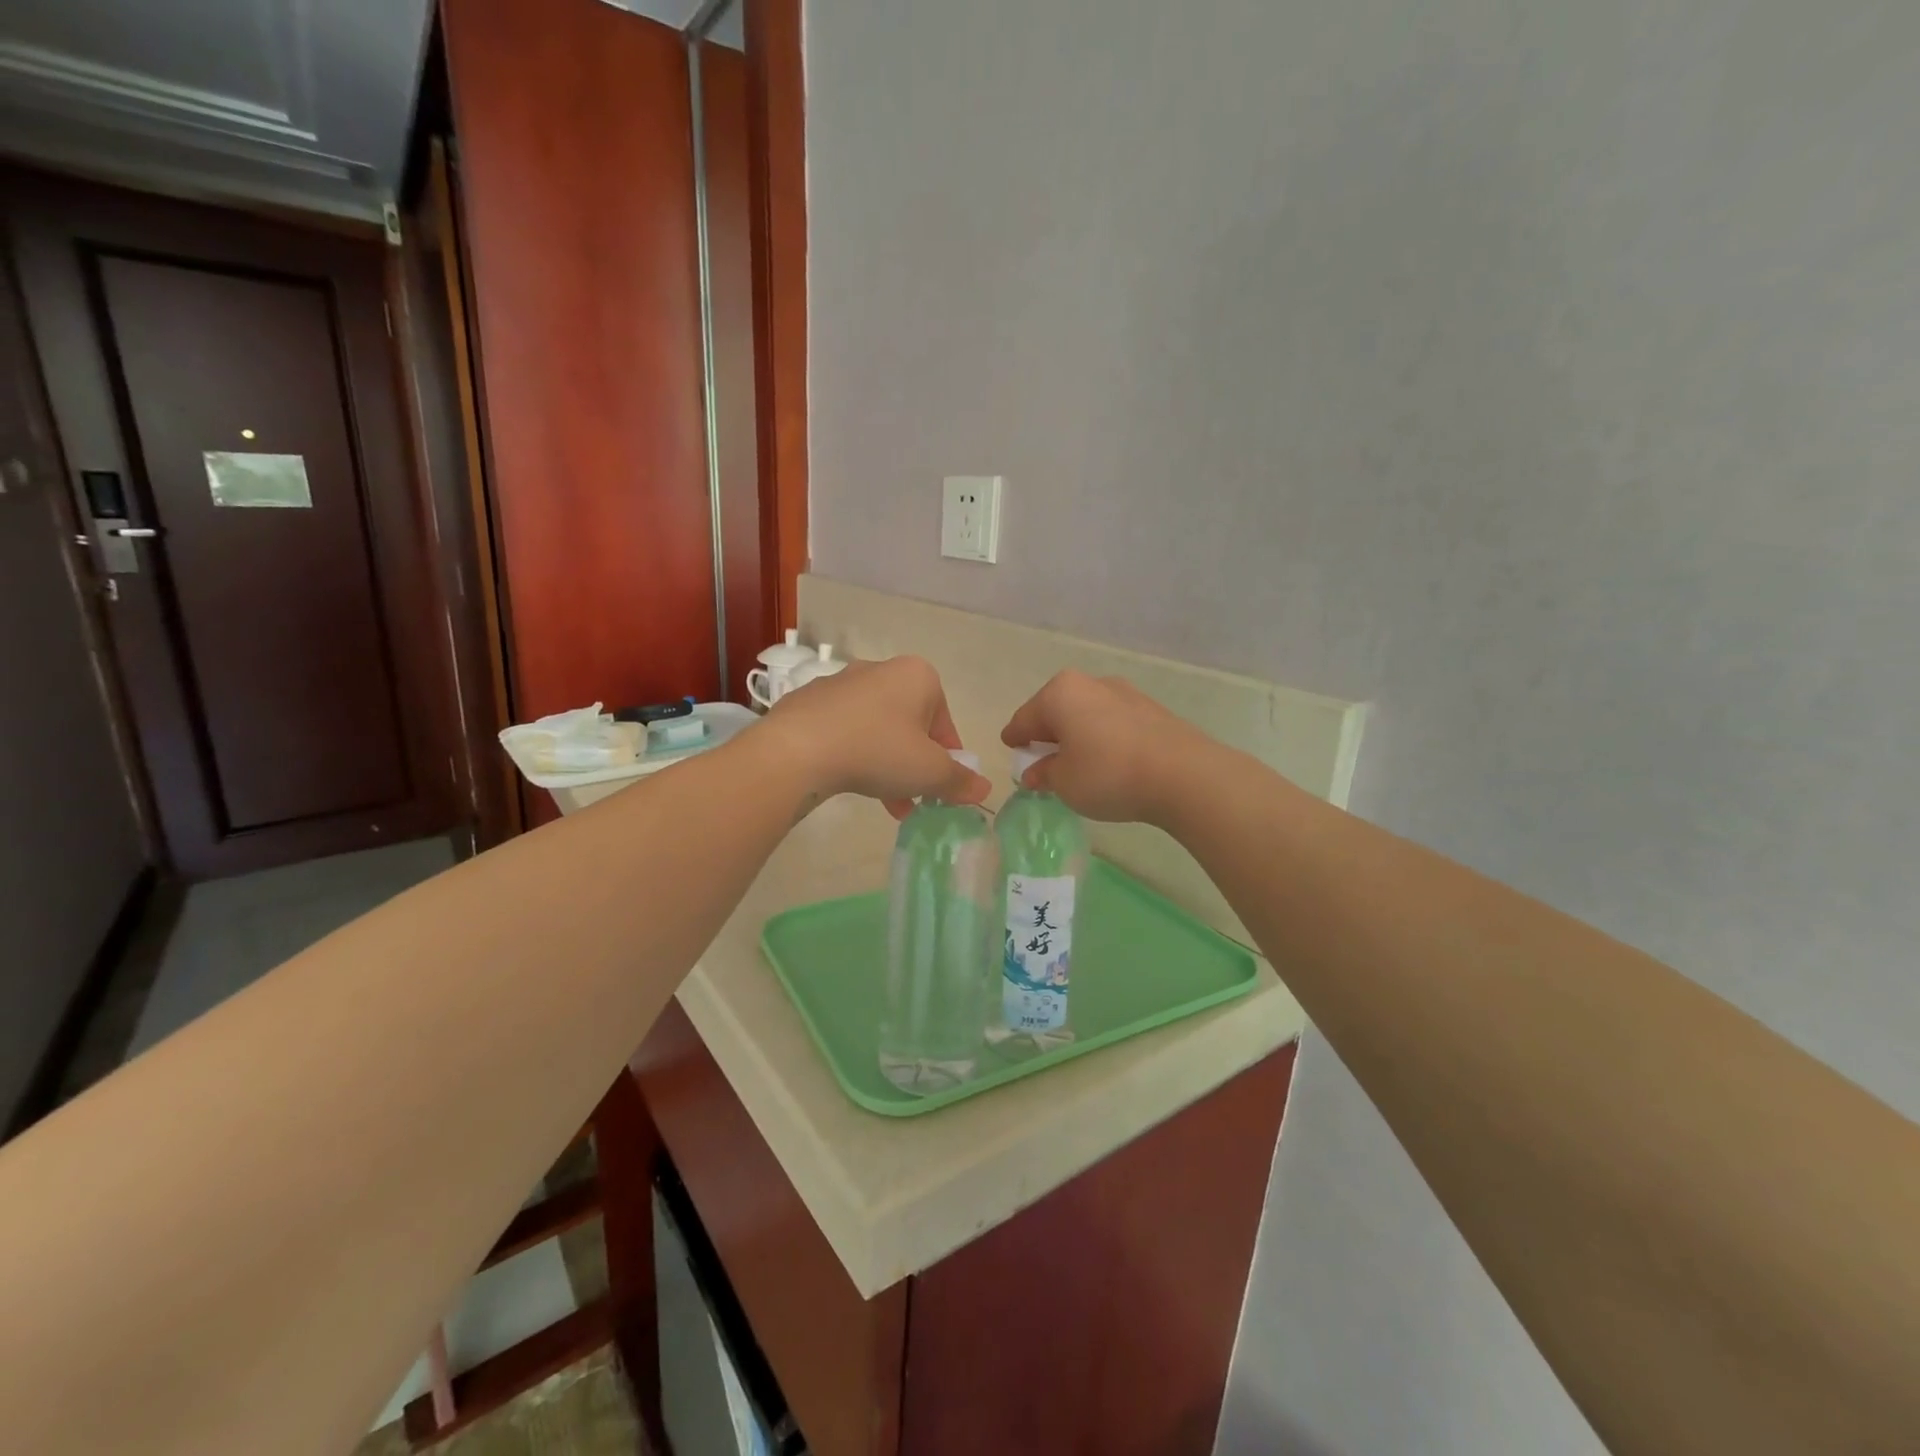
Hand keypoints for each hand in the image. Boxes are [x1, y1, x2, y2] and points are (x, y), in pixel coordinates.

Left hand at [766, 656, 989, 816]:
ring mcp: (841, 684)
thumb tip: (983, 788)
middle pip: (911, 726)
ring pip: (877, 730)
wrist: (798, 749)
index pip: (945, 723)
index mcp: (918, 676)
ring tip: (884, 802)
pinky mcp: (810, 702)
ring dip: (886, 765)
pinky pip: (844, 731)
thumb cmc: (878, 751)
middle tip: (913, 798)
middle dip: (914, 765)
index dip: (948, 760)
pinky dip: (854, 755)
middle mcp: (881, 670)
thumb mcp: (930, 772)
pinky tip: (848, 781)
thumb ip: (960, 781)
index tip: (940, 789)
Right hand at [1001, 670, 1207, 825]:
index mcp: (1060, 693)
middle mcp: (1090, 684)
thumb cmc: (1108, 774)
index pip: (1025, 718)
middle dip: (1047, 732)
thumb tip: (1036, 772)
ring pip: (1086, 714)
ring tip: (1077, 762)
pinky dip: (1102, 737)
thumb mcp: (1064, 782)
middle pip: (1056, 710)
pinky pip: (1112, 722)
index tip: (1010, 747)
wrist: (1184, 775)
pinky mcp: (1151, 709)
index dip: (1014, 737)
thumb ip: (1045, 774)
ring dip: (1077, 734)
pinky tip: (1107, 760)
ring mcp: (1125, 693)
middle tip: (1041, 757)